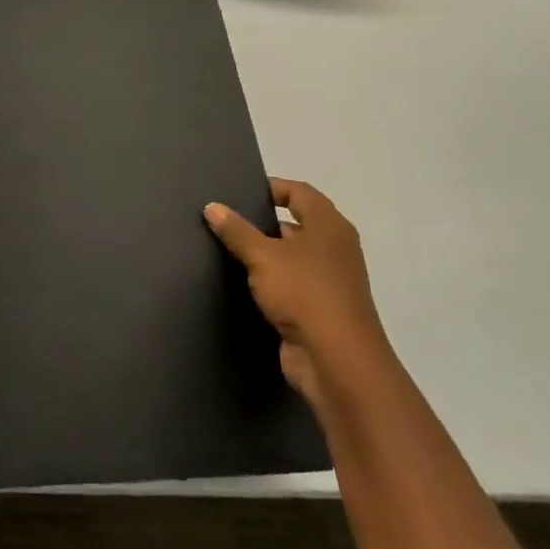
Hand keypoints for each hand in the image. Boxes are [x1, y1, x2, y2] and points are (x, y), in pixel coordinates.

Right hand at [204, 179, 387, 406]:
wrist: (337, 361)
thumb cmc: (304, 293)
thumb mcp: (263, 256)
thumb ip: (236, 230)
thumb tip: (212, 206)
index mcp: (329, 226)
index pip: (299, 192)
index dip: (271, 188)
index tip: (239, 192)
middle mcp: (335, 248)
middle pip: (296, 223)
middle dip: (263, 221)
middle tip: (226, 220)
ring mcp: (330, 280)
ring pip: (292, 256)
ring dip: (265, 253)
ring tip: (227, 248)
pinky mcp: (321, 308)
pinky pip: (292, 283)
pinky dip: (271, 280)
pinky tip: (242, 282)